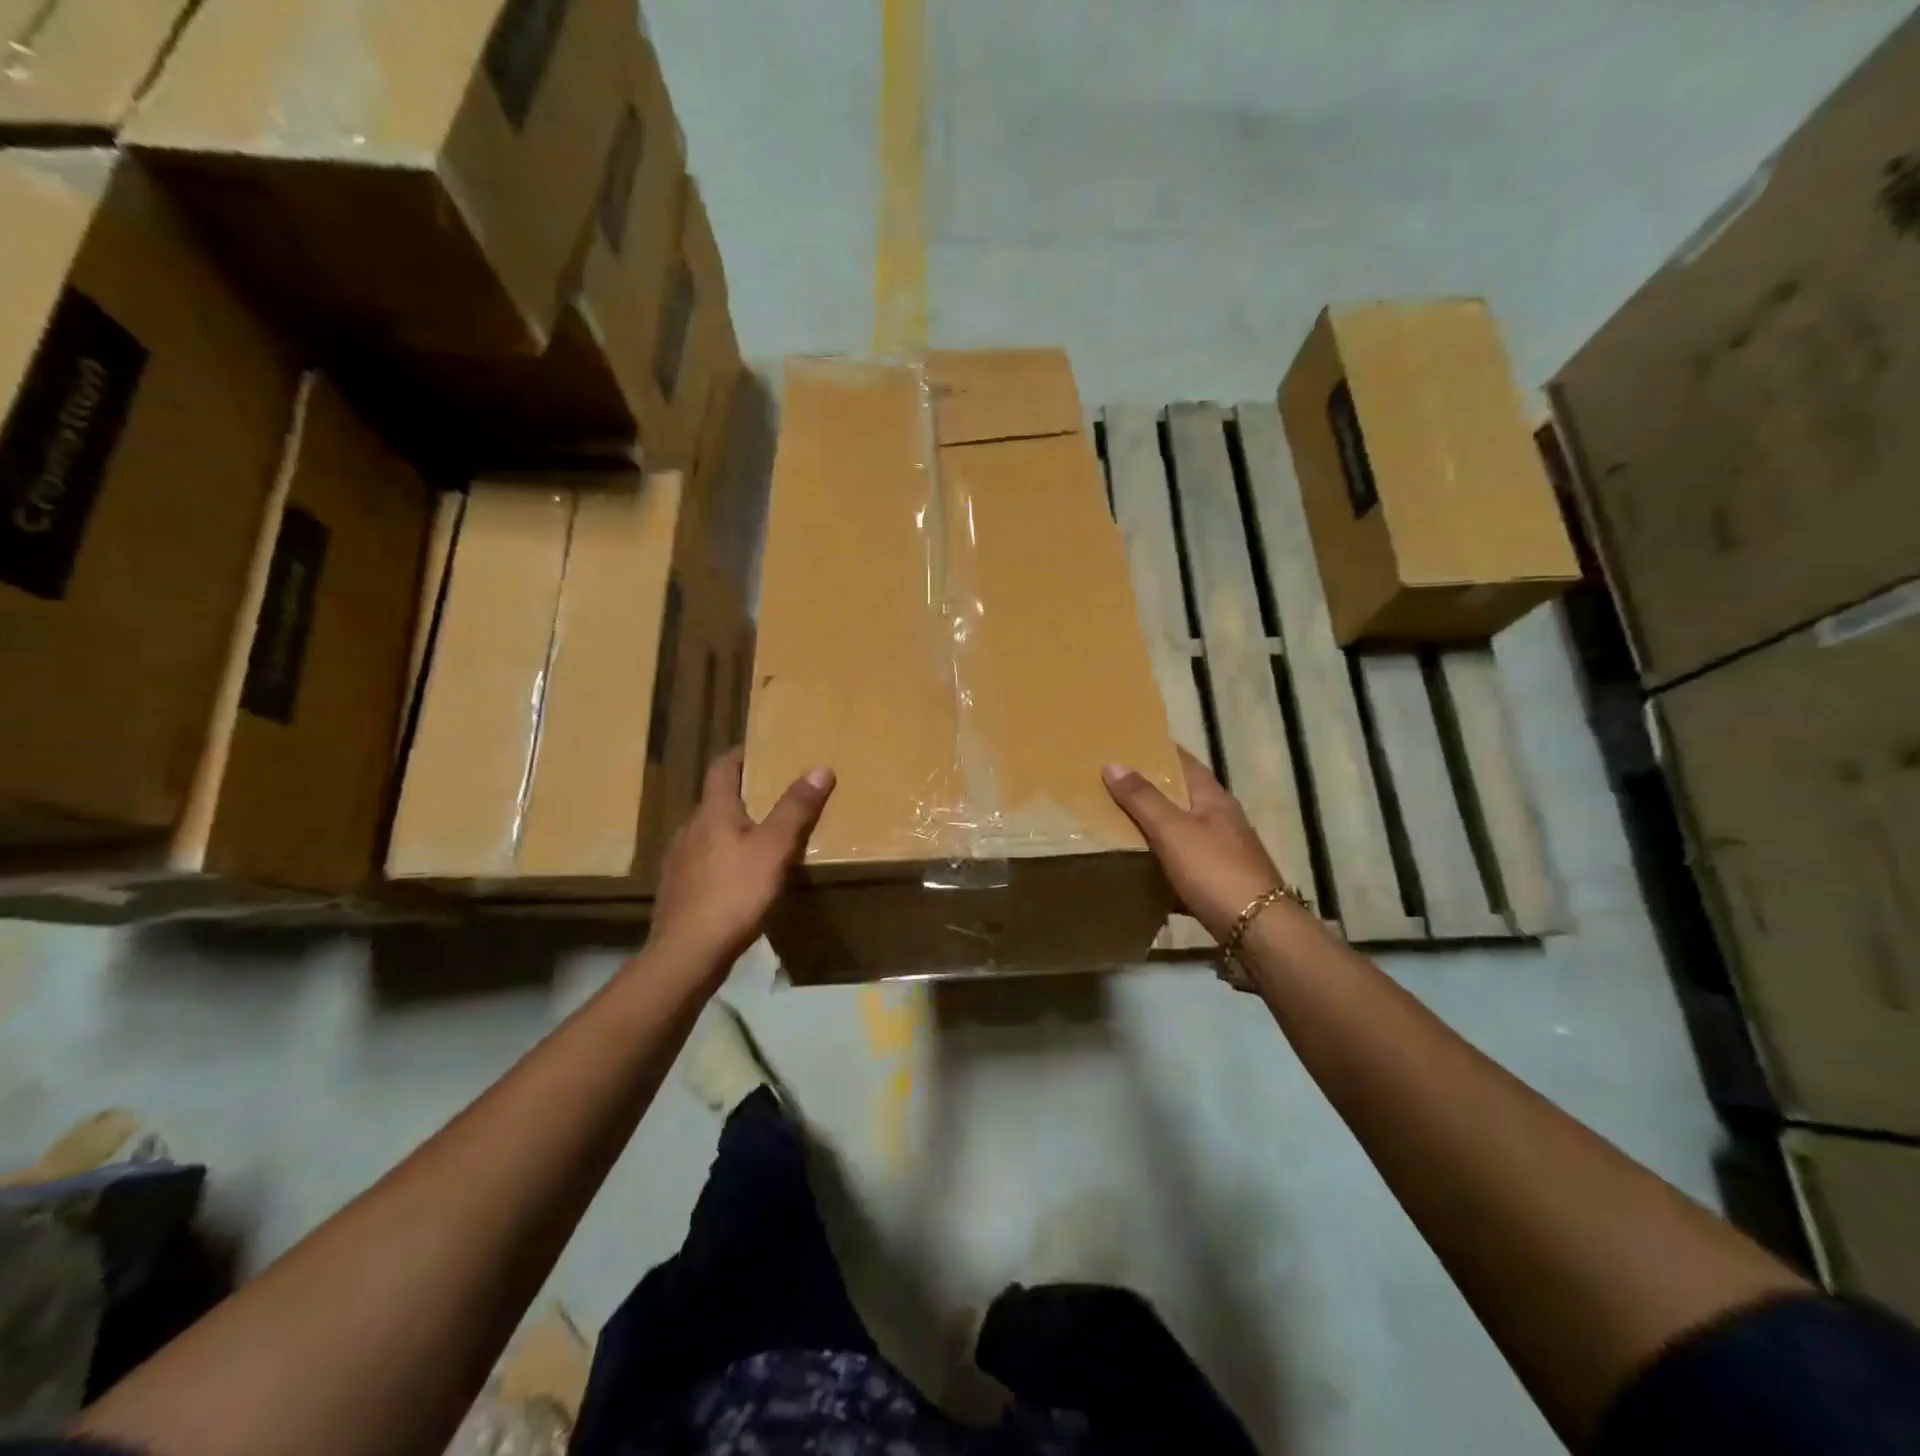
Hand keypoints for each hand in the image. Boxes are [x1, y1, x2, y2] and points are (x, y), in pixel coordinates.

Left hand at [648, 749, 834, 969]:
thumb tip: (819, 767)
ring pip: (709, 834)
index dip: (740, 755)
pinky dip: (723, 859)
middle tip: (774, 797)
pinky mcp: (678, 891)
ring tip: (762, 839)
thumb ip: (796, 809)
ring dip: (732, 830)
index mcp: (712, 813)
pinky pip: (704, 863)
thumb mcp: (775, 848)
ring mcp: (678, 862)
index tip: (760, 749)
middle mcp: (689, 830)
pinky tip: (739, 879)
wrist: (686, 954)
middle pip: (716, 801)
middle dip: (743, 796)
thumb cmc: (734, 893)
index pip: (722, 769)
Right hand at [1103, 748, 1289, 939]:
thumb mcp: (1173, 830)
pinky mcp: (1219, 882)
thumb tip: (1113, 763)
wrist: (1257, 929)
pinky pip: (1184, 863)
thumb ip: (1143, 798)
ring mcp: (1224, 852)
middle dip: (1152, 788)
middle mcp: (1222, 820)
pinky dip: (1163, 861)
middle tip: (1113, 782)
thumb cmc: (1214, 870)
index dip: (1159, 749)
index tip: (1129, 742)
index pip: (1185, 762)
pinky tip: (1142, 868)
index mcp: (1214, 799)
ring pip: (1183, 830)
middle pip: (1183, 795)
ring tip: (1118, 822)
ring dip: (1156, 825)